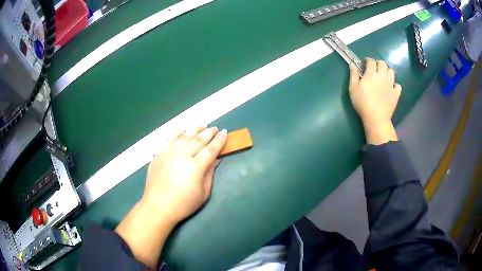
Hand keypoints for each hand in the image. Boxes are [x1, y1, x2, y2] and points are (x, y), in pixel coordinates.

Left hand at [115, 126, 226, 266]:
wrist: (158, 206)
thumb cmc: (183, 204)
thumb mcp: (203, 193)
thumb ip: (209, 173)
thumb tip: (216, 159)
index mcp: (195, 168)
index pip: (210, 150)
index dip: (219, 141)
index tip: (224, 133)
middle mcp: (182, 156)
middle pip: (198, 140)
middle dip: (209, 132)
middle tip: (215, 128)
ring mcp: (169, 153)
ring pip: (184, 136)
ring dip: (195, 129)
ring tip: (202, 124)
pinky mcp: (159, 154)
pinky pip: (169, 139)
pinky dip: (176, 132)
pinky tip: (182, 129)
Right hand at [349, 58, 400, 143]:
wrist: (376, 118)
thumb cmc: (362, 103)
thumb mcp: (353, 88)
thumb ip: (353, 75)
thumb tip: (352, 64)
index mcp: (372, 74)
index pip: (371, 61)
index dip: (367, 60)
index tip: (364, 63)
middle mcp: (383, 76)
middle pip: (383, 63)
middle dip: (378, 63)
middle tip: (374, 69)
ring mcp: (391, 85)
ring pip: (391, 72)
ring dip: (387, 71)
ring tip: (383, 76)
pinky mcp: (396, 94)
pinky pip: (398, 85)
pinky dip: (395, 85)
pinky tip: (391, 88)